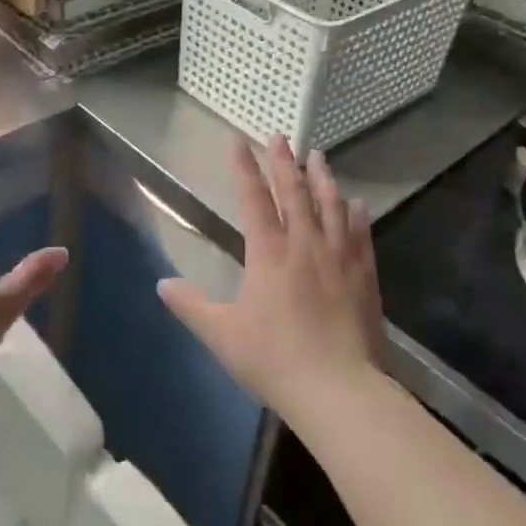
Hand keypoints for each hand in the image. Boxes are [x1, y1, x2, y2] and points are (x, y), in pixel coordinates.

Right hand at [159, 135, 384, 428]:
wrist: (338, 389)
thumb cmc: (274, 359)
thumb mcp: (222, 334)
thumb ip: (191, 306)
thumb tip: (161, 284)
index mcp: (268, 253)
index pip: (253, 199)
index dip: (244, 167)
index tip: (239, 140)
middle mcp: (304, 244)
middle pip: (294, 193)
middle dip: (284, 162)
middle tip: (281, 136)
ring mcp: (339, 258)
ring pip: (330, 206)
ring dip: (322, 178)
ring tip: (318, 156)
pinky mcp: (364, 276)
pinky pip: (360, 235)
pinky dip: (357, 215)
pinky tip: (357, 204)